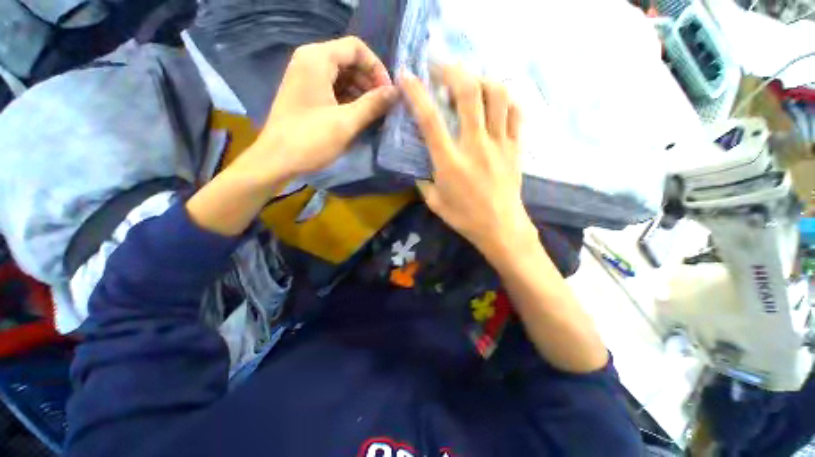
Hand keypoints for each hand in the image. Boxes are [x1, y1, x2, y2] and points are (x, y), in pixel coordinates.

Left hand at [235, 36, 398, 187]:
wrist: (271, 163)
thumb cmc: (307, 139)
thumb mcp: (347, 121)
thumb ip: (375, 102)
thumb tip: (398, 92)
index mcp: (317, 57)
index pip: (357, 48)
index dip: (376, 67)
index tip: (386, 91)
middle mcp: (308, 58)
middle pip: (348, 57)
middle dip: (368, 78)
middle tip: (381, 102)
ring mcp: (301, 73)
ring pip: (339, 70)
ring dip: (358, 87)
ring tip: (370, 110)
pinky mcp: (299, 88)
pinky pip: (328, 81)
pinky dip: (343, 93)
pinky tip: (354, 112)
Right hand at [400, 66, 533, 256]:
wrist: (503, 229)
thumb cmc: (465, 217)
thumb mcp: (434, 200)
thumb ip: (422, 175)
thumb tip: (418, 157)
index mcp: (450, 160)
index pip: (430, 119)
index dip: (417, 93)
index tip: (407, 74)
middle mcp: (476, 144)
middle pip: (469, 95)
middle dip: (454, 72)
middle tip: (444, 66)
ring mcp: (500, 142)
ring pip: (498, 97)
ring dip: (483, 80)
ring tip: (472, 80)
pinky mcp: (516, 146)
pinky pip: (516, 114)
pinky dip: (507, 100)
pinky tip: (496, 99)